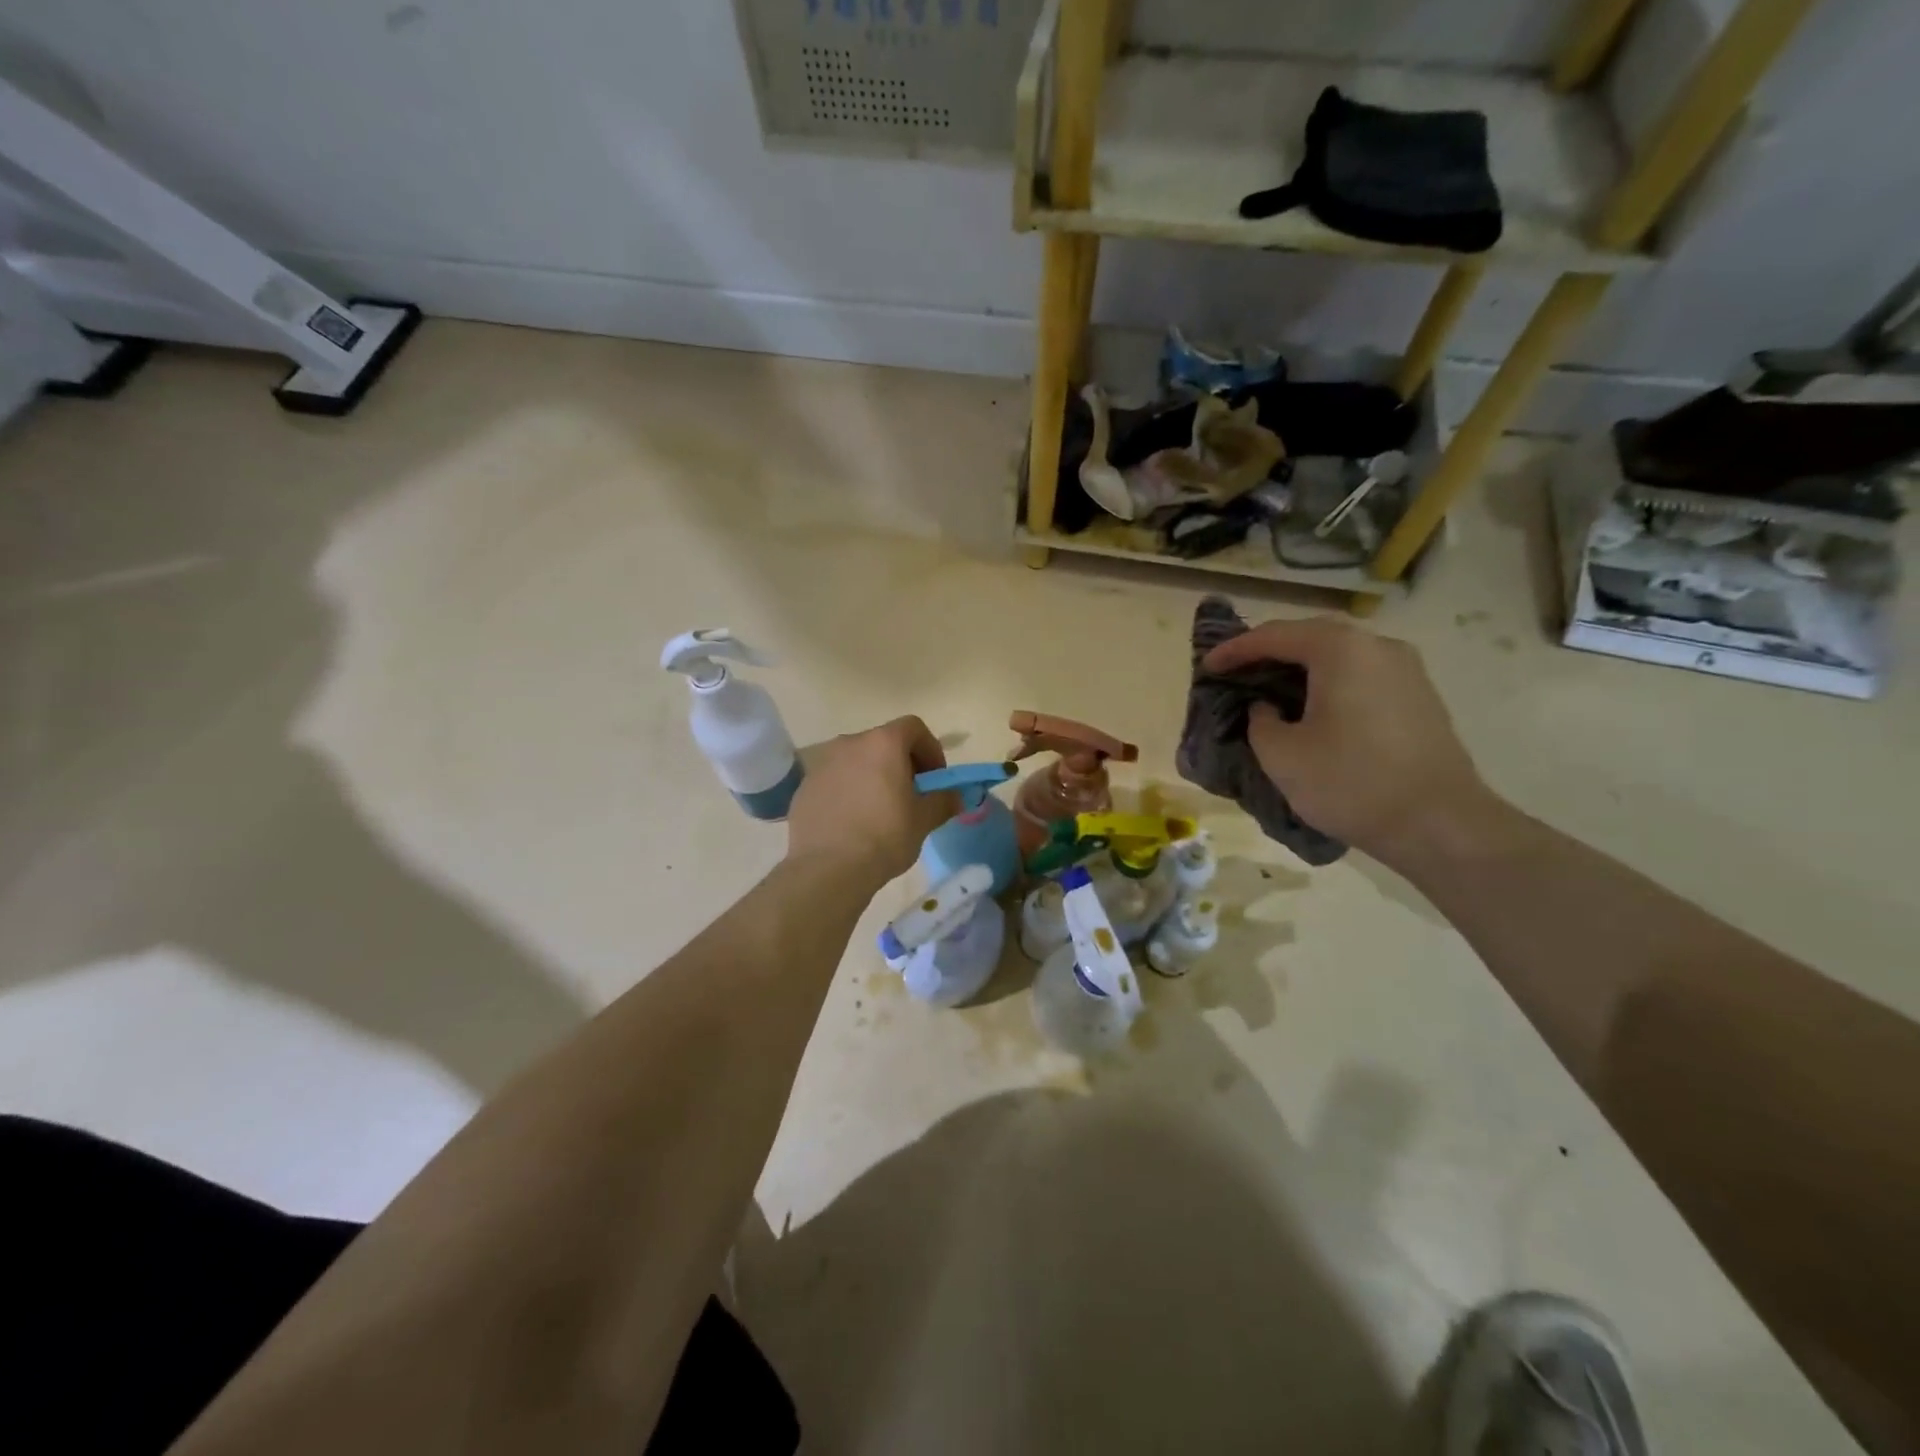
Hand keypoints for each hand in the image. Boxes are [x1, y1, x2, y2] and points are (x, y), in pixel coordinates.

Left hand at [787, 717, 956, 886]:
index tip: (934, 778)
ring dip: (872, 776)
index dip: (930, 748)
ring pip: (856, 761)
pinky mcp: (804, 787)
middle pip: (883, 743)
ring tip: (879, 811)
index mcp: (882, 743)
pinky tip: (852, 823)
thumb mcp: (923, 820)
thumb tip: (956, 796)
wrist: (827, 869)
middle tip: (911, 795)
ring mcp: (822, 764)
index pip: (913, 727)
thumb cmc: (884, 837)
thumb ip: (943, 801)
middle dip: (901, 763)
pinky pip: (835, 780)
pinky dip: (848, 791)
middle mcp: (849, 743)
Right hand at [1204, 616, 1492, 865]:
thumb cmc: (1351, 783)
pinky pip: (1361, 675)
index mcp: (1340, 650)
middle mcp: (1377, 646)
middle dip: (1268, 652)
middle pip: (1310, 637)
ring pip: (1339, 656)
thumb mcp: (1282, 755)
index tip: (1207, 667)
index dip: (1234, 650)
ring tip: (1269, 689)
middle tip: (1236, 672)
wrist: (1440, 824)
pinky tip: (1312, 708)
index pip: (1274, 636)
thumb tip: (1268, 709)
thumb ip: (1260, 721)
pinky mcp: (1418, 696)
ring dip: (1300, 668)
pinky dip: (1328, 683)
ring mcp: (1406, 669)